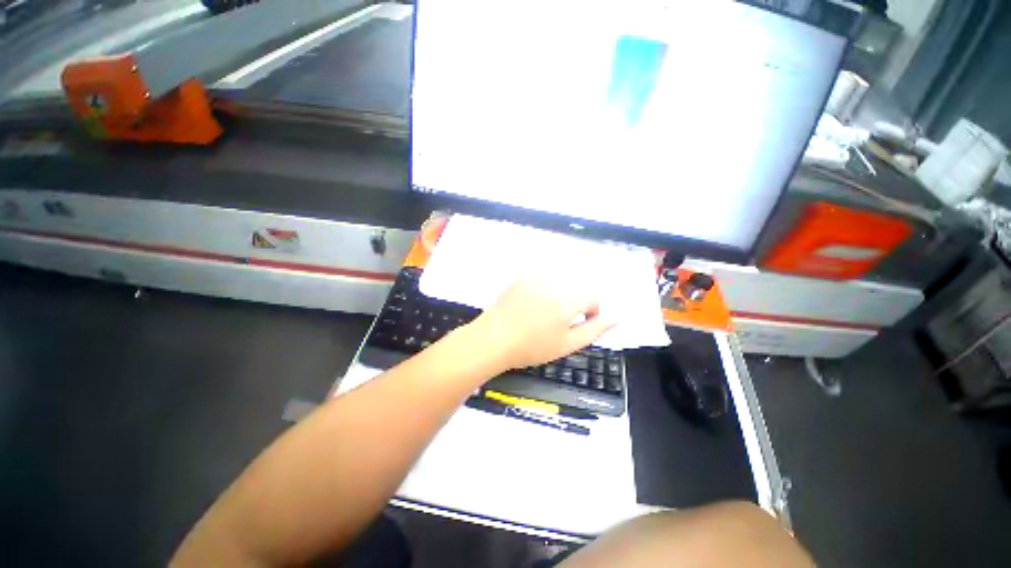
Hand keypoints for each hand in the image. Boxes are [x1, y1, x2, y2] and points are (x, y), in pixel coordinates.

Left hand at [467, 280, 613, 370]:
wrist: (493, 340)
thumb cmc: (532, 347)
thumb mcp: (568, 344)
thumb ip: (595, 329)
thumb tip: (616, 317)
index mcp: (568, 299)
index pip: (592, 297)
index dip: (590, 312)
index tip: (577, 325)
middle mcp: (553, 282)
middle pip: (575, 288)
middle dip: (574, 303)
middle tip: (558, 323)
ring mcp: (534, 278)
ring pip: (558, 283)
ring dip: (558, 295)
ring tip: (542, 314)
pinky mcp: (520, 278)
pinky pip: (540, 280)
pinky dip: (542, 291)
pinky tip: (529, 306)